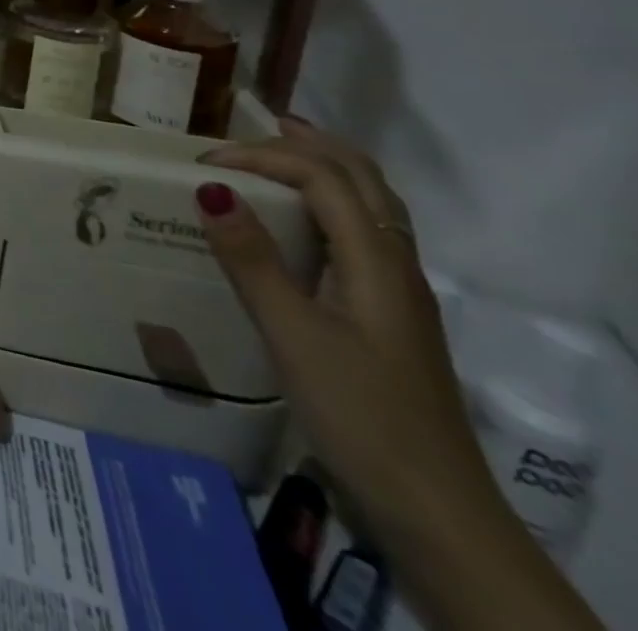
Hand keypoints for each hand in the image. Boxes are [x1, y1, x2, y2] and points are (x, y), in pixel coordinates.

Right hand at [195, 121, 501, 543]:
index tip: (203, 166)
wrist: (434, 510)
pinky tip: (297, 225)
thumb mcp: (293, 336)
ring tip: (277, 157)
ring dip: (325, 169)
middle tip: (254, 127)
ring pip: (369, 206)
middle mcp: (395, 265)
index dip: (263, 157)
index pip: (324, 178)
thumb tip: (210, 188)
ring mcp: (396, 293)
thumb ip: (252, 260)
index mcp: (377, 262)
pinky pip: (361, 235)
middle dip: (309, 145)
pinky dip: (328, 205)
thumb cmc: (360, 414)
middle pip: (363, 181)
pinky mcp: (386, 316)